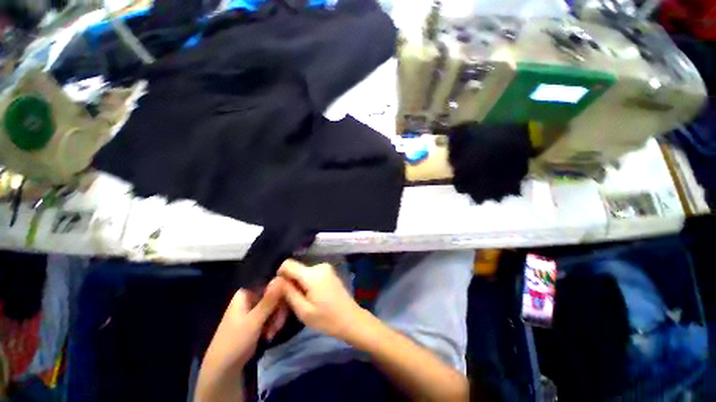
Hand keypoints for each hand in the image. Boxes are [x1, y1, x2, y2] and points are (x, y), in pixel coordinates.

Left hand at [204, 278, 288, 369]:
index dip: (281, 291)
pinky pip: (271, 315)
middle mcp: (250, 298)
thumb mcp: (254, 320)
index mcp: (246, 293)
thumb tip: (281, 278)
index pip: (270, 283)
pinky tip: (269, 335)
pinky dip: (273, 324)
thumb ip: (269, 299)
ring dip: (276, 319)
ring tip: (272, 333)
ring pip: (275, 306)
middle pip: (274, 295)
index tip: (286, 303)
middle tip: (278, 325)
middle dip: (278, 310)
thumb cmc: (235, 341)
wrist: (223, 370)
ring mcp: (253, 309)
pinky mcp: (257, 320)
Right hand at [278, 259, 364, 339]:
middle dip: (290, 285)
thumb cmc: (327, 319)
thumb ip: (288, 293)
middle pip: (296, 270)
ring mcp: (325, 268)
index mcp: (312, 274)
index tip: (280, 292)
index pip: (288, 264)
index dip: (280, 276)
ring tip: (301, 305)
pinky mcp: (329, 272)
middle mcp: (319, 266)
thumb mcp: (303, 311)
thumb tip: (276, 280)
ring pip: (303, 274)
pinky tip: (310, 299)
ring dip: (298, 286)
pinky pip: (311, 275)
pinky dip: (307, 285)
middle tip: (289, 305)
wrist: (351, 319)